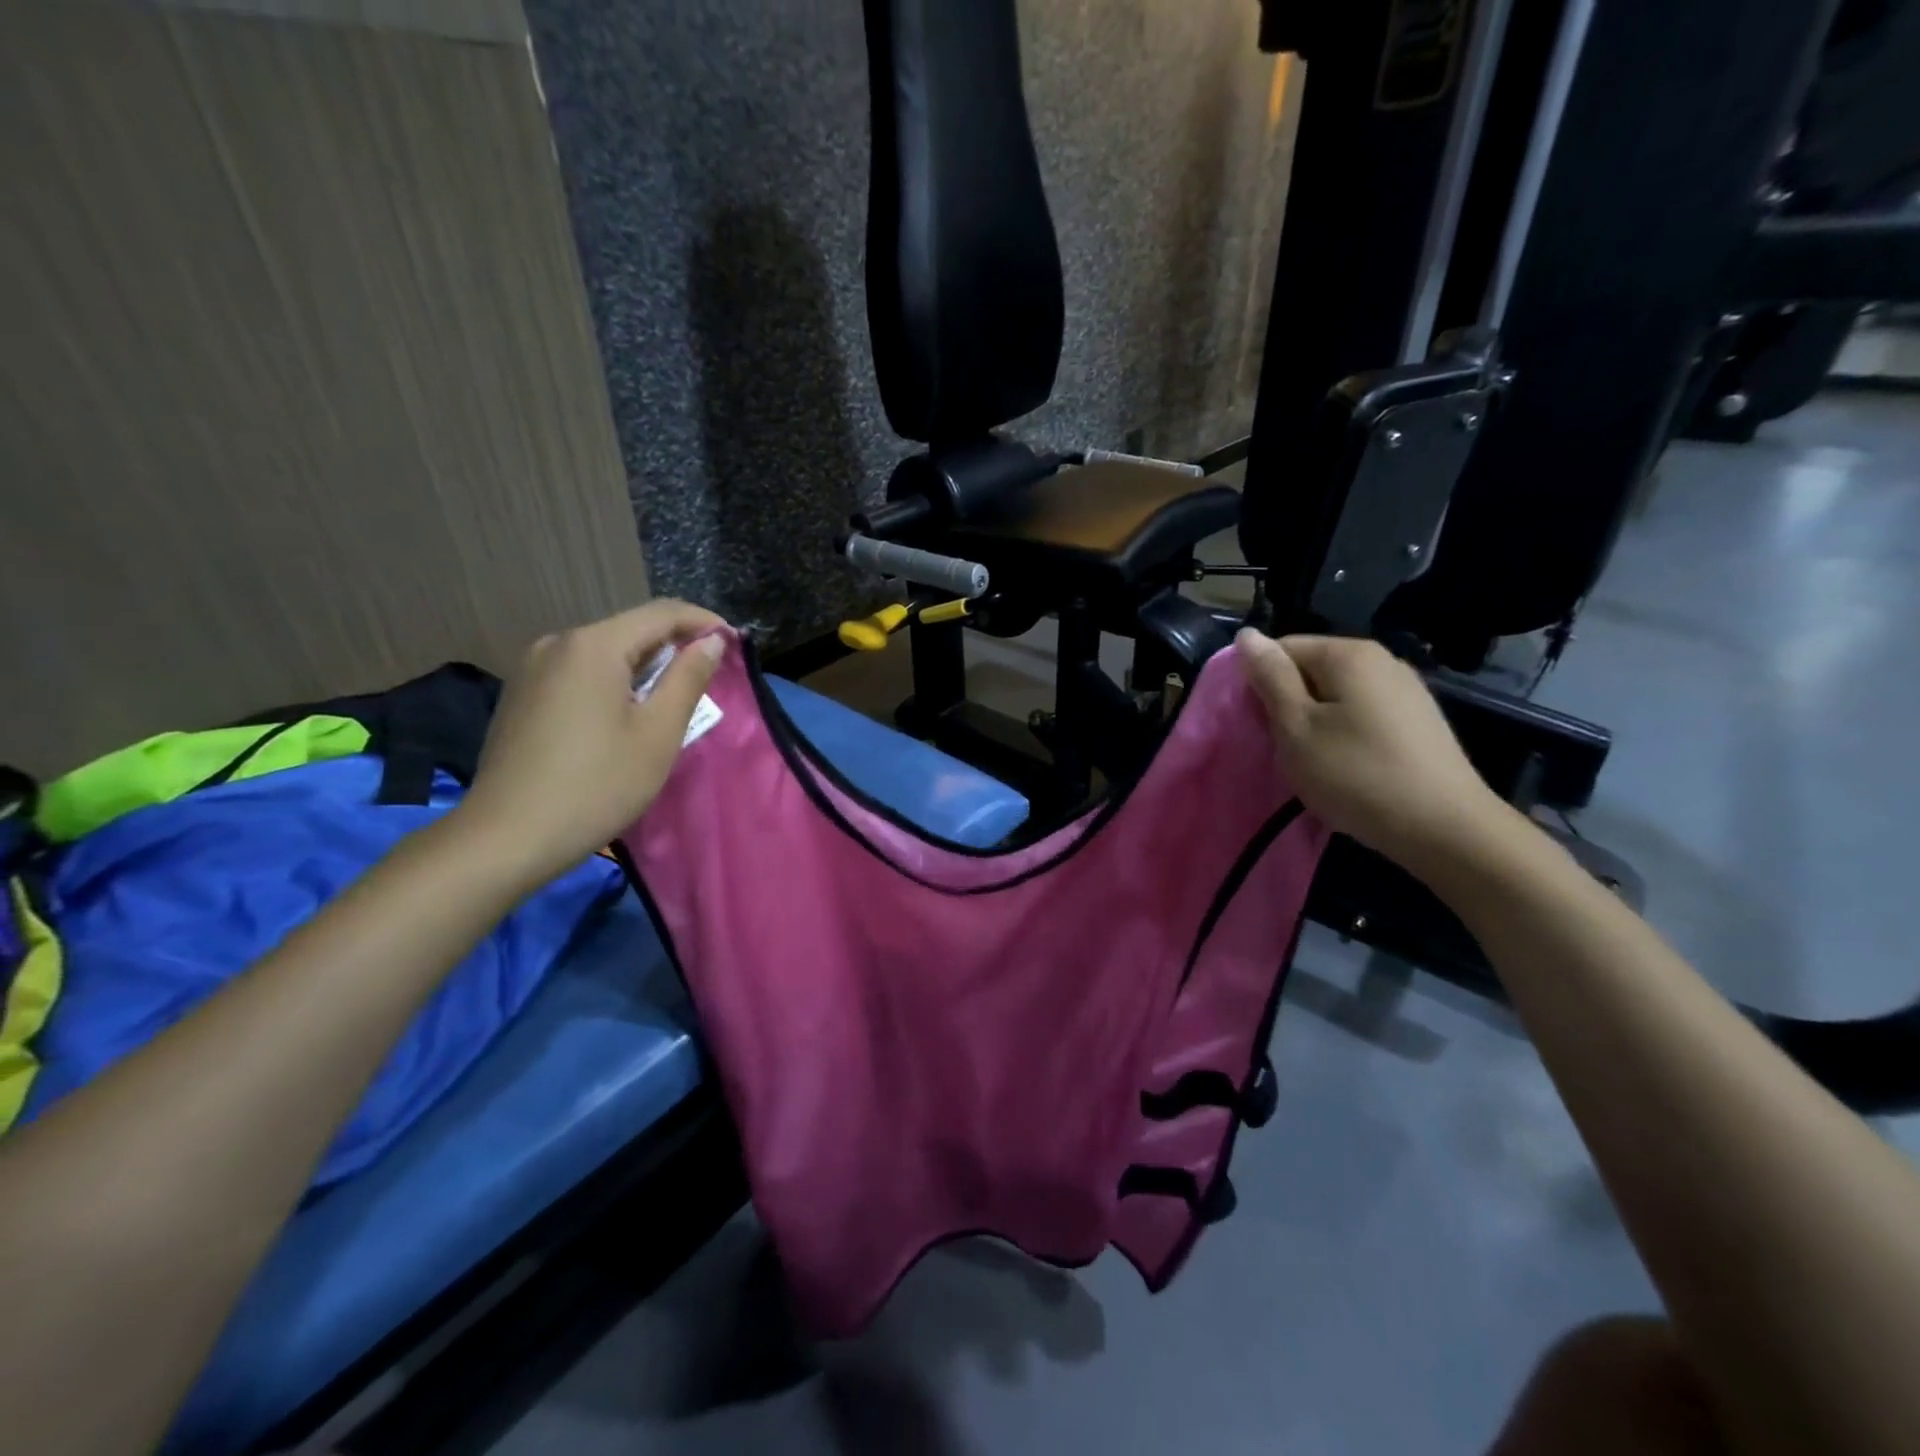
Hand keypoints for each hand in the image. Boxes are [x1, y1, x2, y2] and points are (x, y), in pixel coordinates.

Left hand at [458, 600, 726, 888]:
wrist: (507, 837)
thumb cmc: (597, 785)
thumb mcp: (658, 733)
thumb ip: (688, 678)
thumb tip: (712, 641)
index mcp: (593, 645)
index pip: (662, 613)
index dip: (704, 623)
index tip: (736, 644)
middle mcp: (558, 643)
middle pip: (631, 629)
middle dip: (675, 647)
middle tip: (710, 678)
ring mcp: (533, 668)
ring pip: (605, 652)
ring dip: (645, 667)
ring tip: (673, 700)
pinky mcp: (523, 694)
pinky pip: (581, 672)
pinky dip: (615, 682)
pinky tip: (626, 715)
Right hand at [1235, 630, 1513, 872]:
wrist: (1444, 828)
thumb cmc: (1355, 774)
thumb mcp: (1296, 727)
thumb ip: (1270, 678)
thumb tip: (1247, 635)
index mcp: (1348, 653)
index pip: (1281, 648)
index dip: (1259, 684)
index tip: (1257, 724)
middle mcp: (1381, 659)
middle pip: (1310, 669)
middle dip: (1288, 703)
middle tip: (1282, 747)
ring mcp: (1406, 689)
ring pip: (1336, 694)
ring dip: (1314, 722)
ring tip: (1313, 760)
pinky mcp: (1418, 720)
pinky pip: (1362, 714)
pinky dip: (1344, 733)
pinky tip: (1347, 766)